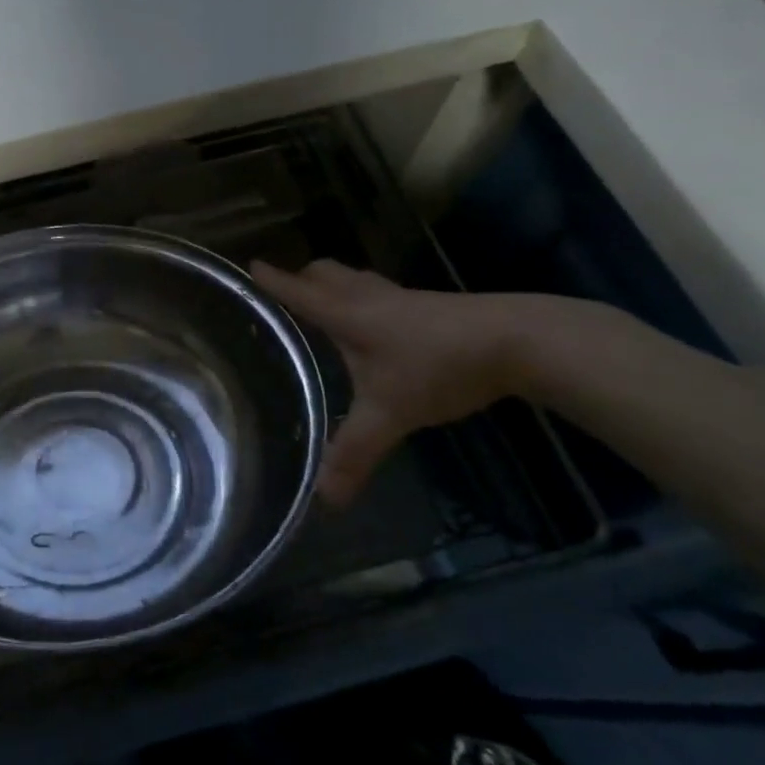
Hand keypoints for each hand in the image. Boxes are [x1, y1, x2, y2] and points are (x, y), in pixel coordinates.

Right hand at [250, 261, 525, 505]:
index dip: (273, 280)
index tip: (250, 265)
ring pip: (354, 278)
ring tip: (327, 306)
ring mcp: (401, 297)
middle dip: (302, 277)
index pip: (299, 293)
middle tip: (289, 293)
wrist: (514, 340)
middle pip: (325, 272)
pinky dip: (365, 298)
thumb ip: (355, 453)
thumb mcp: (390, 414)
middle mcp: (367, 297)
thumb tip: (324, 499)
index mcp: (346, 315)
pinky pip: (381, 292)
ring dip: (334, 284)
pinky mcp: (428, 304)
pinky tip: (379, 325)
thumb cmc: (437, 367)